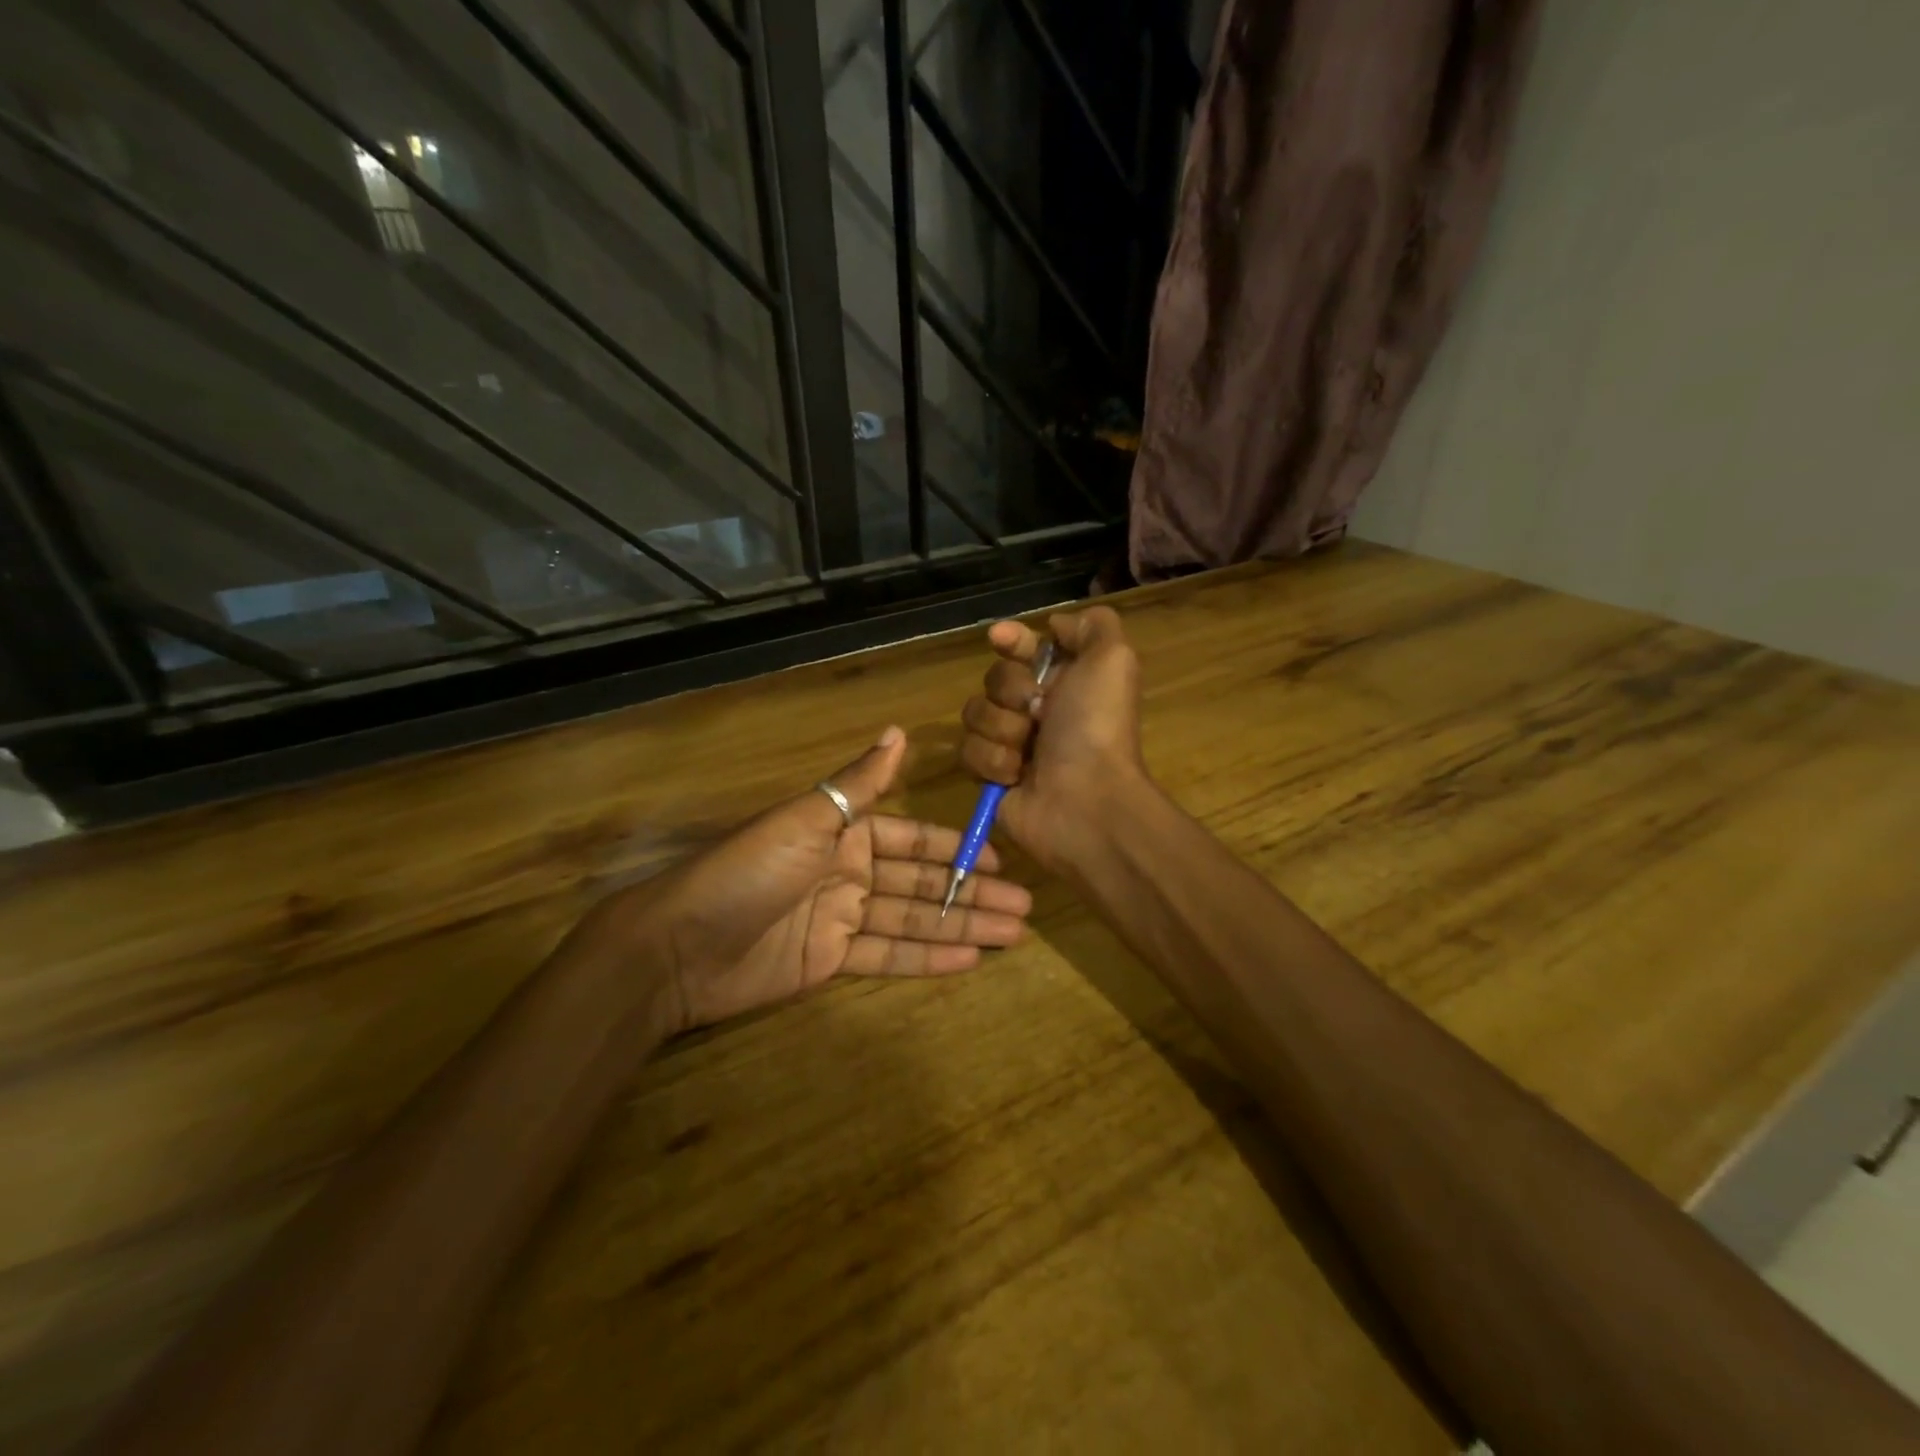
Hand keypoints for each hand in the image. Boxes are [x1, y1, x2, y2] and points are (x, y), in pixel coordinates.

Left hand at [582, 727, 1032, 1031]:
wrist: (679, 945)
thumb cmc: (747, 871)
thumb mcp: (806, 819)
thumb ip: (859, 784)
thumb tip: (898, 731)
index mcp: (843, 833)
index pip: (912, 838)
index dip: (955, 848)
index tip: (1000, 859)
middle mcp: (848, 872)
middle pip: (922, 882)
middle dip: (971, 892)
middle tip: (1025, 906)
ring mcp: (841, 919)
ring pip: (913, 919)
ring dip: (961, 925)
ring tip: (1012, 934)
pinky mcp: (830, 961)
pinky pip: (888, 955)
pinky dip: (927, 957)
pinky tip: (969, 957)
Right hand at [958, 607, 1149, 872]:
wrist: (1084, 800)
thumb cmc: (1096, 727)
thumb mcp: (1113, 660)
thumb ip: (1092, 626)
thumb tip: (1055, 624)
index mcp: (1066, 680)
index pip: (1025, 647)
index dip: (1012, 639)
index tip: (1001, 637)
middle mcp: (1037, 709)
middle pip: (994, 677)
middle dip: (1012, 692)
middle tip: (1039, 712)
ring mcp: (1012, 743)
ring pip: (975, 713)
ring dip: (1003, 730)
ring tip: (1029, 752)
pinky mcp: (990, 775)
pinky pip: (967, 751)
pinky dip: (993, 762)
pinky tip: (1016, 776)